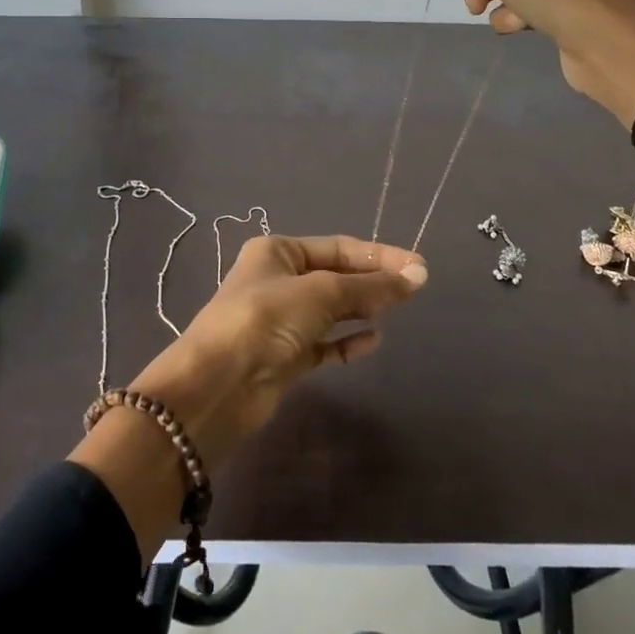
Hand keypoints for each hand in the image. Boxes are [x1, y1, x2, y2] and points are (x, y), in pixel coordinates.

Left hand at [70, 235, 426, 555]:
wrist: (216, 386)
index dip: (379, 256)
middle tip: (414, 291)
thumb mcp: (320, 294)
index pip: (339, 247)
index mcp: (277, 252)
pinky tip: (371, 341)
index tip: (418, 268)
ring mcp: (280, 321)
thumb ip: (369, 287)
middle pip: (335, 276)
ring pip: (331, 310)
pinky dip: (346, 342)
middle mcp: (278, 281)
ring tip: (395, 311)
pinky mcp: (284, 357)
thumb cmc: (265, 321)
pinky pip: (323, 344)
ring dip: (361, 309)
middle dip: (372, 282)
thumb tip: (417, 276)